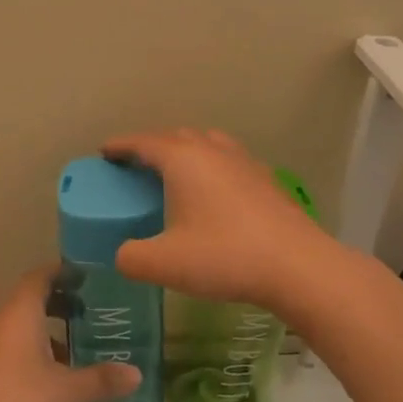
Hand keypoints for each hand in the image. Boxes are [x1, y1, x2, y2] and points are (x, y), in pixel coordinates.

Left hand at [0, 269, 139, 401]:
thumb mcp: (67, 392)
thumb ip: (100, 379)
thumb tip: (136, 374)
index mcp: (19, 316)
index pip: (38, 278)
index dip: (60, 272)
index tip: (84, 276)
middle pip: (28, 303)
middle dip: (57, 305)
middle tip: (88, 314)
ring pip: (18, 332)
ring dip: (44, 336)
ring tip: (74, 353)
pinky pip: (8, 356)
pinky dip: (29, 359)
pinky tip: (48, 385)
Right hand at [102, 128, 351, 319]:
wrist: (297, 265)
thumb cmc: (224, 256)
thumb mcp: (165, 264)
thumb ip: (131, 258)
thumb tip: (122, 255)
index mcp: (183, 160)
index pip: (143, 142)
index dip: (121, 145)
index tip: (105, 152)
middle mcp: (212, 151)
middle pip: (176, 136)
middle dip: (152, 145)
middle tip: (136, 165)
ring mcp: (243, 161)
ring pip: (206, 143)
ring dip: (185, 151)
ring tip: (175, 172)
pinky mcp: (265, 179)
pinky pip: (228, 160)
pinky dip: (211, 166)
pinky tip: (214, 192)